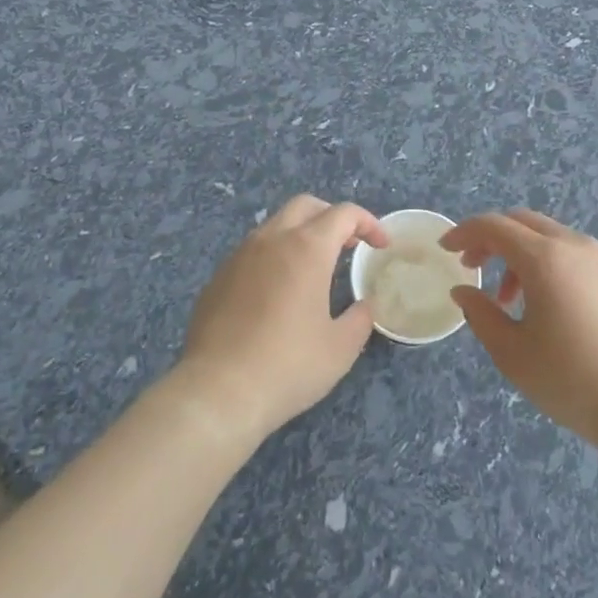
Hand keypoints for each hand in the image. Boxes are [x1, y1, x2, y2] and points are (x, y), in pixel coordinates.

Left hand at [173, 195, 385, 444]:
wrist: (217, 391)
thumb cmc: (288, 366)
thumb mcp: (340, 348)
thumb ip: (360, 319)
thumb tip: (363, 306)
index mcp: (307, 248)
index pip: (344, 214)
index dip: (369, 223)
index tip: (381, 246)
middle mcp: (271, 239)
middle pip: (306, 205)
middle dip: (332, 217)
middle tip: (348, 245)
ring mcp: (239, 255)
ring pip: (275, 225)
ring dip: (300, 234)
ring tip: (313, 268)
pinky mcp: (218, 277)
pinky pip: (252, 252)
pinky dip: (274, 257)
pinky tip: (277, 293)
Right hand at [443, 209, 597, 453]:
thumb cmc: (572, 380)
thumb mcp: (513, 353)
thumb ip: (481, 315)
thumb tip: (464, 291)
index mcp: (544, 259)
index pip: (493, 226)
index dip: (464, 232)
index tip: (446, 249)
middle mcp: (573, 246)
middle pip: (521, 221)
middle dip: (491, 238)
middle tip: (473, 267)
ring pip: (548, 236)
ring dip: (519, 254)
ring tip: (509, 300)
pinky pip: (572, 252)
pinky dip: (547, 262)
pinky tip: (547, 303)